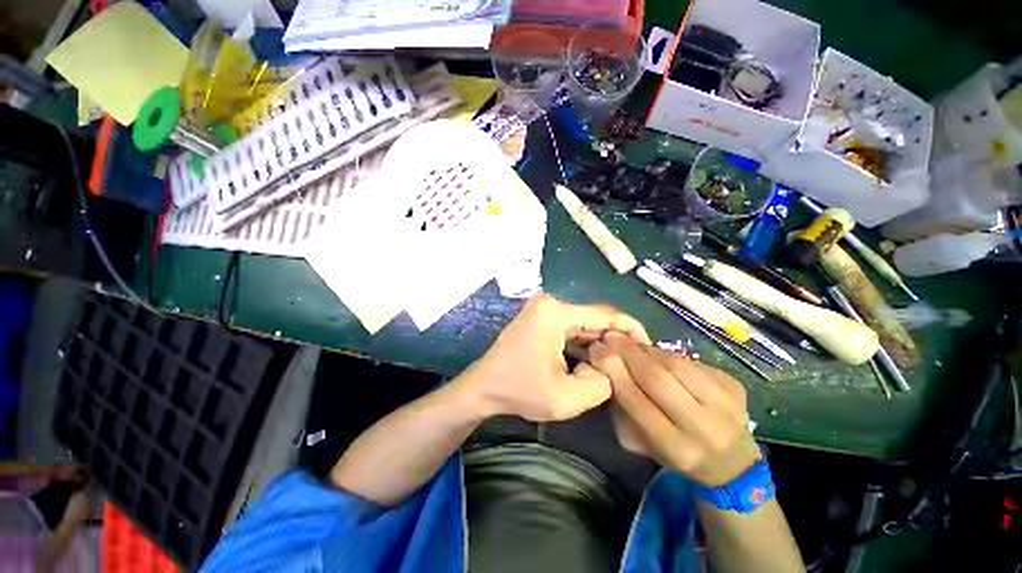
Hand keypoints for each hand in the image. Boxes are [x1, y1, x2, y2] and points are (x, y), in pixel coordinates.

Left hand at [461, 294, 649, 421]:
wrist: (484, 388)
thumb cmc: (519, 392)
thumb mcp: (567, 398)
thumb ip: (602, 384)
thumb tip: (612, 367)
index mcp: (555, 313)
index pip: (605, 314)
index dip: (631, 329)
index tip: (649, 348)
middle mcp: (550, 304)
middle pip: (594, 318)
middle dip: (615, 340)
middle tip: (635, 362)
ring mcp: (544, 310)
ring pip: (584, 324)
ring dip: (599, 344)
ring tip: (617, 365)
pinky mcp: (541, 319)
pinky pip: (571, 329)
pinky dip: (584, 345)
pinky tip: (594, 362)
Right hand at [589, 332, 759, 485]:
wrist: (731, 462)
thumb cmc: (676, 452)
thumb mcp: (640, 443)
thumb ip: (621, 409)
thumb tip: (606, 368)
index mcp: (675, 446)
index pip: (636, 400)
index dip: (613, 370)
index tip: (596, 350)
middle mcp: (703, 427)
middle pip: (657, 378)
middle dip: (627, 353)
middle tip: (610, 337)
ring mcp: (725, 403)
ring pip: (675, 364)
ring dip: (645, 349)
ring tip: (628, 342)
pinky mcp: (734, 385)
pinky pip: (690, 361)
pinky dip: (666, 353)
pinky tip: (654, 353)